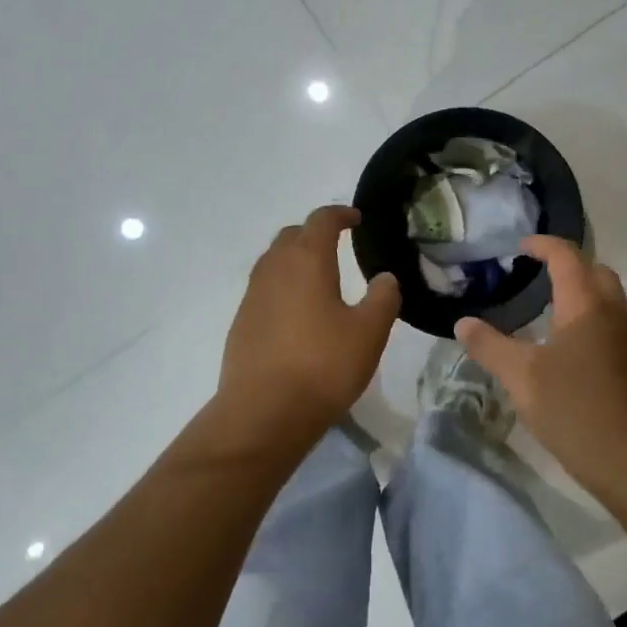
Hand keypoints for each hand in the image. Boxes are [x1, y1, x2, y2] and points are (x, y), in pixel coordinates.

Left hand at [217, 206, 401, 445]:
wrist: (263, 412)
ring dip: (295, 259)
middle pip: (292, 236)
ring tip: (318, 277)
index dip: (340, 214)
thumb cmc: (323, 365)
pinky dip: (283, 287)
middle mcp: (274, 269)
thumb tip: (385, 278)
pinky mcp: (241, 322)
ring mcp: (252, 296)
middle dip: (314, 234)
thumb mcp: (369, 332)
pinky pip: (264, 289)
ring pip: (274, 262)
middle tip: (337, 245)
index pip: (321, 220)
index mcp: (306, 261)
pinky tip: (297, 313)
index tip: (356, 219)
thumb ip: (383, 298)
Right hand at [456, 236, 626, 501]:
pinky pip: (612, 321)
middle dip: (567, 264)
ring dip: (581, 291)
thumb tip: (463, 323)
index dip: (543, 245)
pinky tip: (567, 344)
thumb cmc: (574, 408)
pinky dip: (590, 316)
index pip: (566, 256)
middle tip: (535, 274)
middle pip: (594, 270)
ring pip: (607, 297)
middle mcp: (614, 311)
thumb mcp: (520, 376)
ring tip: (547, 307)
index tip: (520, 247)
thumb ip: (489, 345)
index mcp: (586, 304)